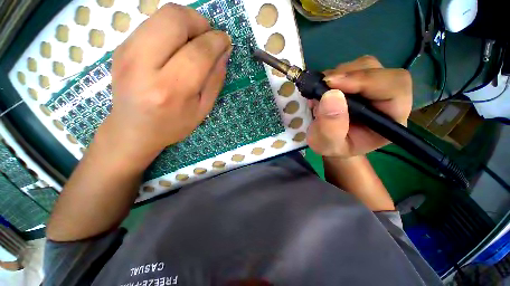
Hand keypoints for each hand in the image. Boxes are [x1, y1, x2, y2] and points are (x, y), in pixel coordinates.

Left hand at [96, 4, 231, 169]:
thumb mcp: (202, 110)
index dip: (217, 41)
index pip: (198, 52)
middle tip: (209, 39)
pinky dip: (172, 29)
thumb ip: (215, 80)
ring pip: (162, 15)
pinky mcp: (121, 46)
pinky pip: (152, 23)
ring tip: (195, 42)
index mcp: (171, 89)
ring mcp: (127, 52)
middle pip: (175, 19)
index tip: (226, 41)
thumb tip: (224, 52)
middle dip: (200, 22)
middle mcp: (143, 65)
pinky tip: (177, 47)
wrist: (133, 129)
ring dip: (186, 22)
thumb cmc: (173, 125)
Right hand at [307, 56, 411, 157]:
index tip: (332, 84)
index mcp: (391, 119)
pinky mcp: (359, 82)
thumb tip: (331, 95)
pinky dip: (332, 75)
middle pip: (378, 71)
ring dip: (338, 74)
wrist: (328, 141)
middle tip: (322, 86)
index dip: (366, 80)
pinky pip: (349, 68)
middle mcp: (387, 98)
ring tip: (320, 92)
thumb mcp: (327, 144)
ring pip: (363, 65)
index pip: (394, 87)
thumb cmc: (332, 147)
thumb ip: (330, 127)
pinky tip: (322, 89)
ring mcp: (373, 87)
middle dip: (348, 76)